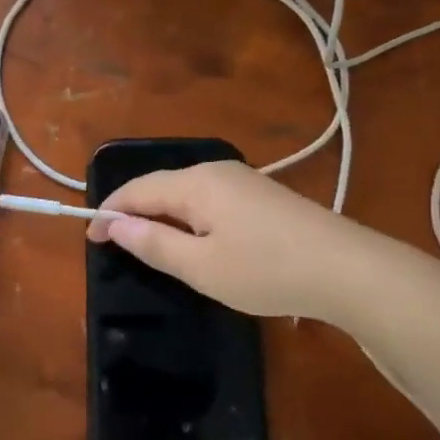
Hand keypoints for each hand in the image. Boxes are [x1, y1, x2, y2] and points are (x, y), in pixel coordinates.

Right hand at [88, 160, 398, 324]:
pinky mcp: (262, 195)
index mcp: (196, 182)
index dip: (109, 212)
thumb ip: (154, 243)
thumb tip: (114, 225)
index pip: (137, 189)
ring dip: (162, 215)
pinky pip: (210, 200)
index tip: (90, 240)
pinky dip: (189, 218)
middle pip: (161, 186)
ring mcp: (243, 180)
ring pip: (186, 192)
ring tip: (149, 245)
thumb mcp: (202, 266)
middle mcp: (216, 170)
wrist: (350, 269)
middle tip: (116, 245)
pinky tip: (196, 241)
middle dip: (134, 212)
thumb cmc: (267, 270)